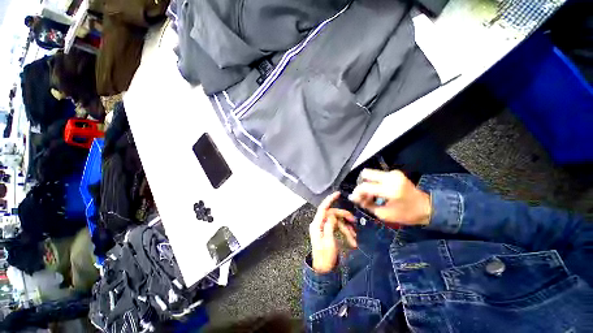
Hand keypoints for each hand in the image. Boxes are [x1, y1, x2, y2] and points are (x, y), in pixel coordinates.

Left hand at [309, 192, 356, 273]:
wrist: (324, 270)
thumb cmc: (325, 258)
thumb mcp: (328, 242)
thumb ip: (329, 226)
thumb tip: (332, 215)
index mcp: (317, 225)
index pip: (322, 208)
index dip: (329, 200)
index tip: (337, 194)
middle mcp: (319, 224)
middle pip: (332, 214)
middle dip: (344, 217)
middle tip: (354, 221)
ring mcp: (323, 228)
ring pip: (337, 221)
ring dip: (346, 228)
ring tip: (354, 237)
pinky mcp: (328, 232)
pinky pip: (337, 227)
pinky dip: (345, 232)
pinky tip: (352, 239)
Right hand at [349, 169, 431, 225]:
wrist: (428, 208)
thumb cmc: (407, 215)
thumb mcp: (385, 214)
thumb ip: (367, 204)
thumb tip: (354, 198)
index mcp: (390, 189)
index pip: (365, 186)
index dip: (357, 193)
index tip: (354, 199)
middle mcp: (391, 177)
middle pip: (366, 173)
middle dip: (361, 184)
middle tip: (363, 195)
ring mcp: (393, 173)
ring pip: (371, 174)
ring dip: (367, 184)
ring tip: (370, 196)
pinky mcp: (395, 173)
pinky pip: (377, 175)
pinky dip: (374, 183)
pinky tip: (376, 192)